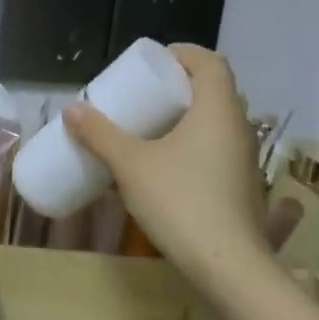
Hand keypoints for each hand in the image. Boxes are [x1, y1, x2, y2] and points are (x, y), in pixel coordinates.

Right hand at [64, 45, 291, 271]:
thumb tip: (72, 109)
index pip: (210, 62)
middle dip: (179, 87)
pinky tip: (167, 166)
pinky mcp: (243, 186)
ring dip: (187, 117)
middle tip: (145, 95)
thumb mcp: (130, 164)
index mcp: (218, 110)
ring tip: (151, 128)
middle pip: (214, 90)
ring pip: (217, 122)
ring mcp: (246, 159)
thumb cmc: (180, 201)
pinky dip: (194, 144)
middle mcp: (239, 127)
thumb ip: (100, 135)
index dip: (182, 54)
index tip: (152, 64)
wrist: (227, 265)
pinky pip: (218, 149)